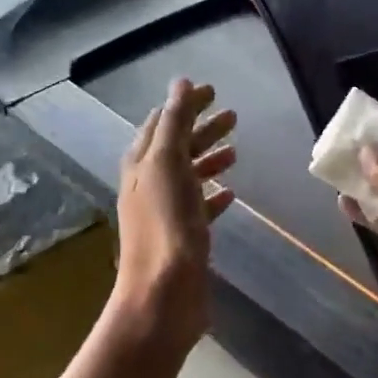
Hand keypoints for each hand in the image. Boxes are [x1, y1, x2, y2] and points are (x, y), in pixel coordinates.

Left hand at [111, 79, 237, 353]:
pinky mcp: (182, 237)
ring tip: (236, 150)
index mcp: (141, 164)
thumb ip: (175, 123)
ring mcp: (165, 212)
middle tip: (233, 115)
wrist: (164, 294)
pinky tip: (230, 193)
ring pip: (189, 175)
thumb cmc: (165, 226)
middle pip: (177, 146)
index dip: (185, 104)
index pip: (162, 122)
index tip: (213, 91)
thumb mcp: (168, 164)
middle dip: (202, 128)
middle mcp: (149, 184)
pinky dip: (213, 195)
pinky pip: (199, 207)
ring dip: (209, 158)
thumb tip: (180, 83)